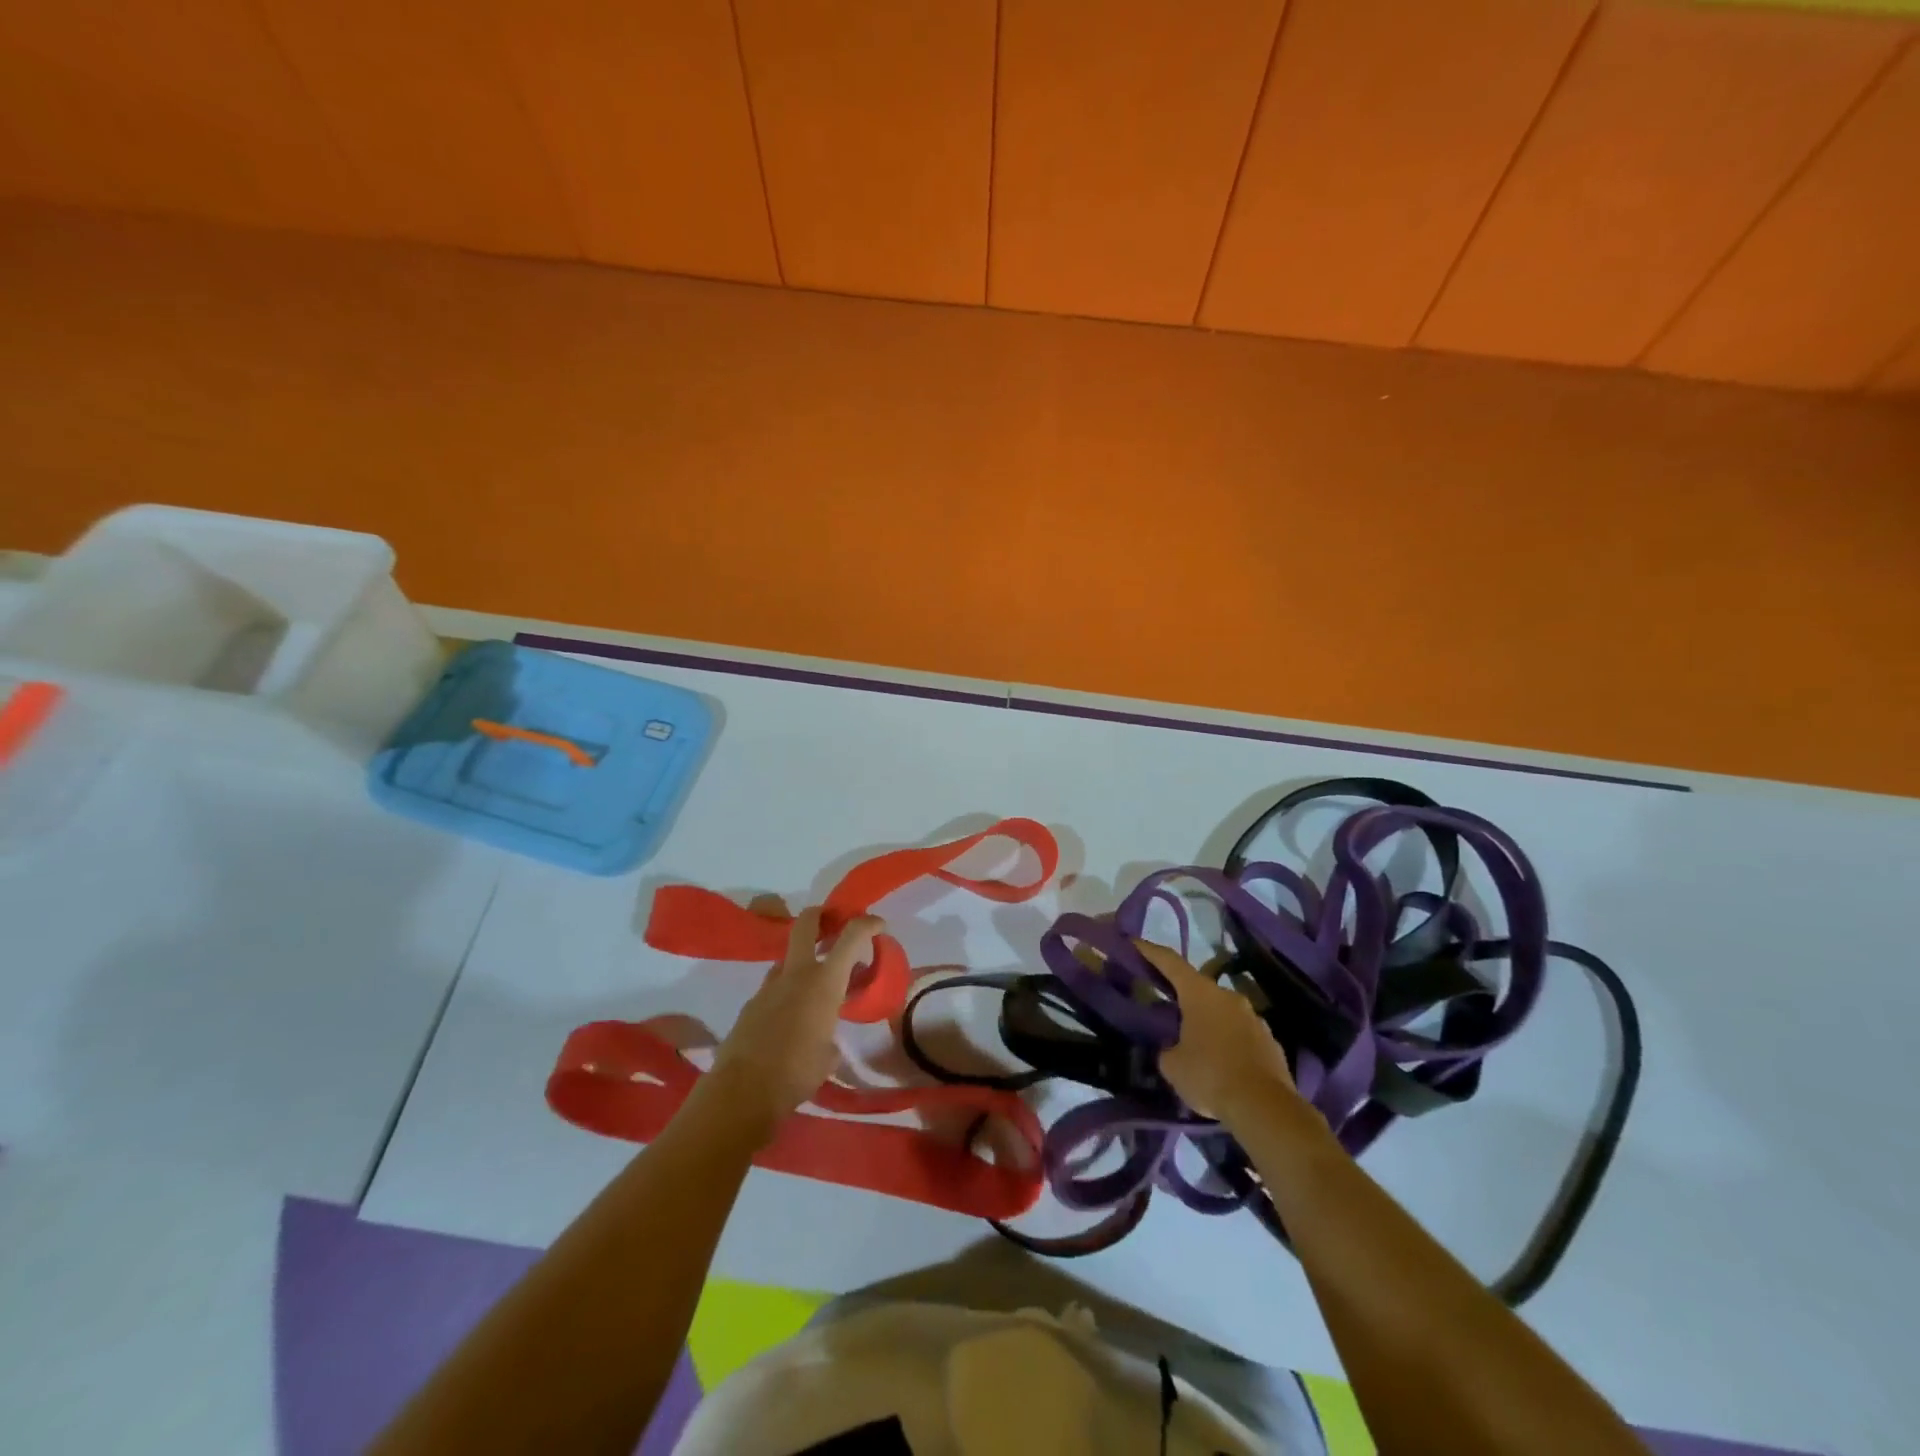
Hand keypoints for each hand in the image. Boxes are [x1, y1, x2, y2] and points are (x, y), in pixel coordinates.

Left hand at [704, 907, 882, 1144]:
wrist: (742, 1092)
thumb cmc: (797, 1073)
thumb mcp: (828, 1056)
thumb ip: (830, 1037)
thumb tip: (826, 1041)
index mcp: (824, 982)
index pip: (851, 937)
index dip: (868, 924)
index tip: (879, 925)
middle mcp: (796, 974)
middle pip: (807, 924)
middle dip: (822, 916)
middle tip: (834, 923)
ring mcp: (768, 986)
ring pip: (787, 958)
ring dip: (802, 962)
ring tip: (814, 987)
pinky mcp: (750, 1004)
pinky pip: (773, 988)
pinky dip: (786, 993)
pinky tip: (789, 1019)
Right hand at [1136, 940, 1298, 1124]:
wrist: (1265, 1108)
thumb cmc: (1210, 1076)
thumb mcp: (1172, 1065)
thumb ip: (1167, 1048)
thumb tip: (1173, 1047)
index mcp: (1200, 993)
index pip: (1170, 962)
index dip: (1150, 951)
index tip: (1135, 943)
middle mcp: (1228, 996)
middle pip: (1199, 987)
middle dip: (1182, 996)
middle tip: (1166, 1007)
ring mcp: (1254, 1017)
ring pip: (1222, 1011)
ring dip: (1207, 1021)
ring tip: (1195, 1043)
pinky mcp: (1270, 1041)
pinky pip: (1241, 1033)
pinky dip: (1228, 1041)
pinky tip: (1221, 1063)